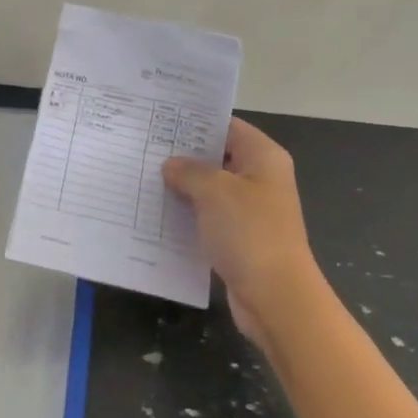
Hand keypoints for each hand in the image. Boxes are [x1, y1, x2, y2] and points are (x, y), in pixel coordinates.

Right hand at [162, 117, 321, 344]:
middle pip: (219, 158)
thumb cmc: (249, 232)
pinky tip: (158, 215)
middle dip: (184, 156)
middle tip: (144, 149)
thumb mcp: (215, 191)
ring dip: (183, 188)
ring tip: (143, 179)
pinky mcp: (240, 238)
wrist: (274, 296)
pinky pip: (209, 218)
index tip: (160, 121)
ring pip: (211, 190)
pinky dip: (188, 216)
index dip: (196, 123)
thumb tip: (171, 165)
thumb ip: (190, 171)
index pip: (228, 126)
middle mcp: (260, 179)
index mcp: (263, 157)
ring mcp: (251, 211)